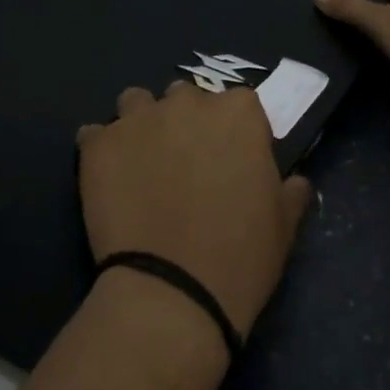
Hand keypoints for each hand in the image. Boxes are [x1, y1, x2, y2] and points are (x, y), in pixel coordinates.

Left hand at [78, 82, 313, 335]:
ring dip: (141, 125)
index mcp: (238, 113)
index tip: (231, 162)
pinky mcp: (98, 146)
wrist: (173, 292)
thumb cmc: (241, 256)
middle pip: (185, 98)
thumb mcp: (284, 224)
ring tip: (141, 165)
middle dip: (185, 123)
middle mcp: (187, 103)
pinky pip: (94, 134)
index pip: (238, 104)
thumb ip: (290, 190)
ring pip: (136, 104)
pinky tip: (108, 180)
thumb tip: (294, 182)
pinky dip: (102, 151)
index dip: (234, 133)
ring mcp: (137, 120)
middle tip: (184, 166)